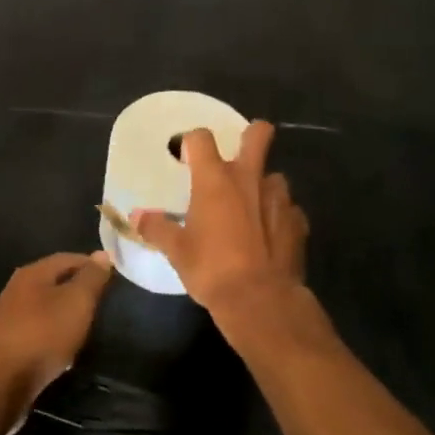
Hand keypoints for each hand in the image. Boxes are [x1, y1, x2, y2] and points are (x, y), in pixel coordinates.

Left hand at [0, 252, 112, 429]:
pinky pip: (37, 334)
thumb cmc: (41, 334)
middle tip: (104, 302)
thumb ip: (91, 278)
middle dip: (78, 290)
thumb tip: (103, 253)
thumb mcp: (76, 302)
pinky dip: (54, 338)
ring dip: (66, 316)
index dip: (91, 264)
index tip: (113, 276)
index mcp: (33, 273)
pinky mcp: (6, 347)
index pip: (68, 258)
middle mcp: (17, 291)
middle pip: (54, 283)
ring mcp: (9, 320)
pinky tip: (65, 352)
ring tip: (89, 328)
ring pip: (45, 310)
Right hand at [132, 123, 318, 354]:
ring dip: (263, 185)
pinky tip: (270, 235)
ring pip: (274, 176)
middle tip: (239, 153)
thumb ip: (156, 228)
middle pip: (259, 134)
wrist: (259, 300)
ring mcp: (278, 198)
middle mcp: (249, 179)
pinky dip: (278, 217)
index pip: (201, 138)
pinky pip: (288, 209)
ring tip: (252, 208)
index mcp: (215, 180)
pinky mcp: (298, 222)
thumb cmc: (211, 269)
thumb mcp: (176, 251)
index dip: (191, 142)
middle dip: (252, 134)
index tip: (185, 157)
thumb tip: (136, 216)